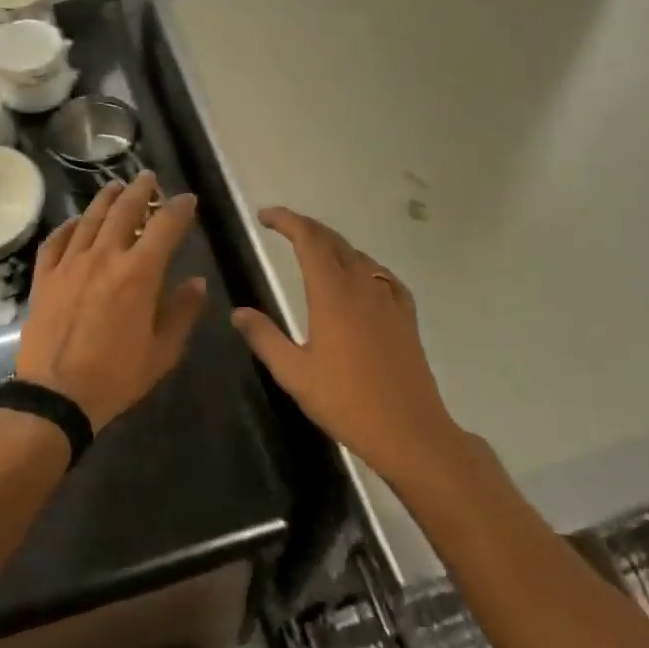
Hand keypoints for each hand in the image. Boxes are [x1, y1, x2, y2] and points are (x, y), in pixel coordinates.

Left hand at [15, 172, 207, 431]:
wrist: (56, 395)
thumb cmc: (116, 376)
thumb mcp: (163, 350)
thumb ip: (182, 311)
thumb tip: (196, 281)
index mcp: (139, 273)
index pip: (165, 227)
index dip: (179, 209)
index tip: (188, 199)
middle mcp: (105, 257)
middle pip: (124, 211)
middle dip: (141, 191)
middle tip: (148, 178)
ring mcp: (70, 264)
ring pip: (90, 219)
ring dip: (106, 199)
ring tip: (116, 186)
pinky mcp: (45, 277)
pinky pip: (56, 241)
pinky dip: (69, 226)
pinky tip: (76, 222)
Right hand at [232, 207, 458, 481]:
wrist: (409, 431)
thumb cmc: (346, 402)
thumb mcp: (294, 374)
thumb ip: (264, 338)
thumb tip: (238, 312)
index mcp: (332, 295)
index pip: (310, 240)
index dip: (288, 221)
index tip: (265, 216)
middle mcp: (362, 287)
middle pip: (334, 241)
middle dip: (307, 228)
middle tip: (282, 227)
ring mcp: (389, 300)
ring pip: (358, 256)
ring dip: (332, 245)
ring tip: (312, 251)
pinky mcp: (406, 316)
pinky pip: (381, 275)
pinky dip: (361, 265)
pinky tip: (358, 278)